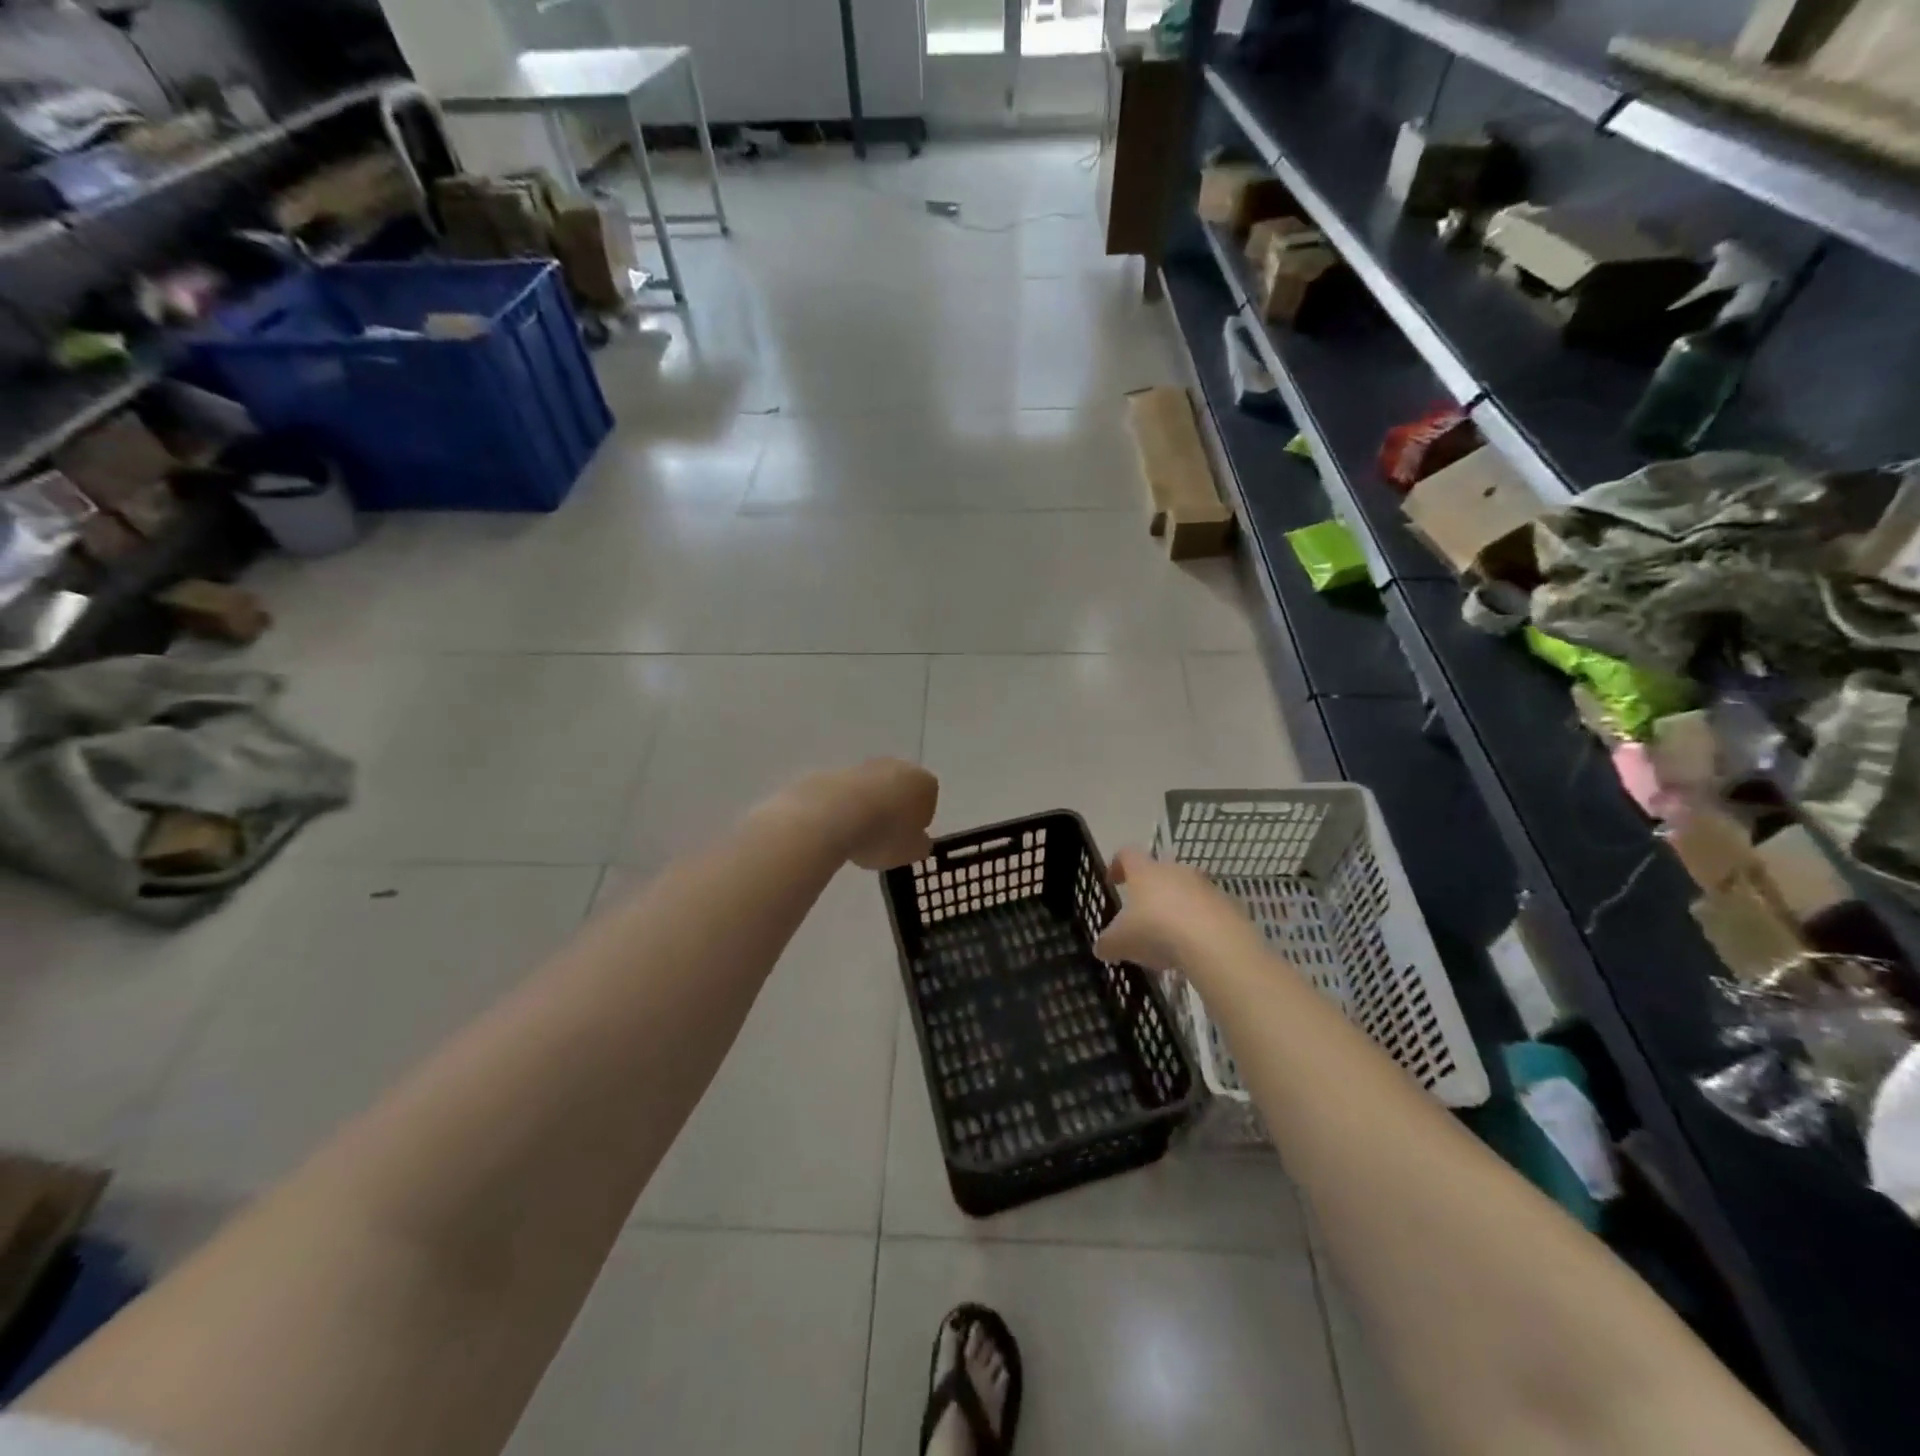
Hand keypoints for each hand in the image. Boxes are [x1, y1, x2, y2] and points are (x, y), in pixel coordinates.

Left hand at [780, 759, 938, 870]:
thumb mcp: (912, 852)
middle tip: (884, 837)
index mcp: (924, 782)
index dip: (919, 822)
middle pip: (901, 789)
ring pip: (873, 789)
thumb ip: (920, 845)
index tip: (907, 839)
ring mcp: (865, 766)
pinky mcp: (835, 771)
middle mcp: (897, 766)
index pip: (929, 800)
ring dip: (870, 808)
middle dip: (895, 810)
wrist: (830, 816)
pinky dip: (846, 807)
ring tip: (858, 835)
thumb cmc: (883, 835)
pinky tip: (839, 827)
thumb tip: (919, 840)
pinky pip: (848, 793)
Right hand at [1095, 848, 1247, 969]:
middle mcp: (1175, 870)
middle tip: (1143, 916)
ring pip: (1187, 891)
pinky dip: (1200, 925)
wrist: (1215, 943)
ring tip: (1170, 939)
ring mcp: (1205, 886)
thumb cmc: (1156, 931)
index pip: (1127, 854)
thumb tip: (1101, 948)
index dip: (1117, 865)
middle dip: (1151, 891)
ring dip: (1177, 908)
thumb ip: (1107, 943)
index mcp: (1145, 871)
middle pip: (1160, 872)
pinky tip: (1195, 949)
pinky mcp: (1229, 906)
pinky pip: (1209, 911)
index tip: (1113, 882)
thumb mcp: (1120, 942)